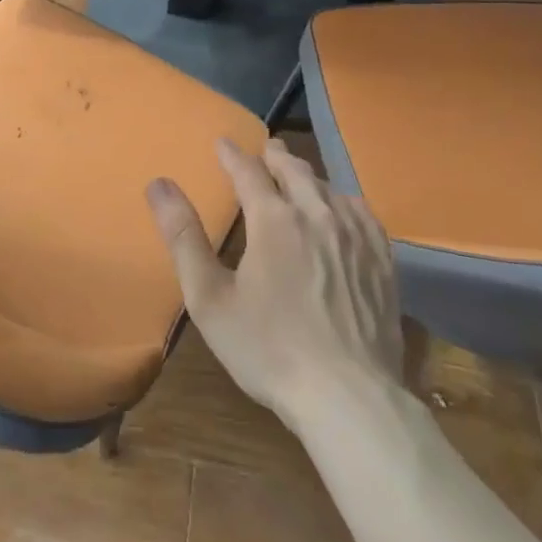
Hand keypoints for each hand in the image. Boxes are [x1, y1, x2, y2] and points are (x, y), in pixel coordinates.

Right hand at [147, 139, 404, 430]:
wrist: (350, 399)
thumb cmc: (269, 350)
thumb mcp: (210, 298)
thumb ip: (183, 237)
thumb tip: (158, 184)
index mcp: (273, 219)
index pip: (248, 171)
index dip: (232, 155)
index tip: (223, 142)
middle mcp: (316, 214)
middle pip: (294, 170)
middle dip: (274, 156)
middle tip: (265, 148)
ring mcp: (355, 236)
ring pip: (328, 187)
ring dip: (308, 176)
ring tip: (298, 175)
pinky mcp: (382, 260)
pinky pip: (361, 213)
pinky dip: (343, 200)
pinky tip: (342, 208)